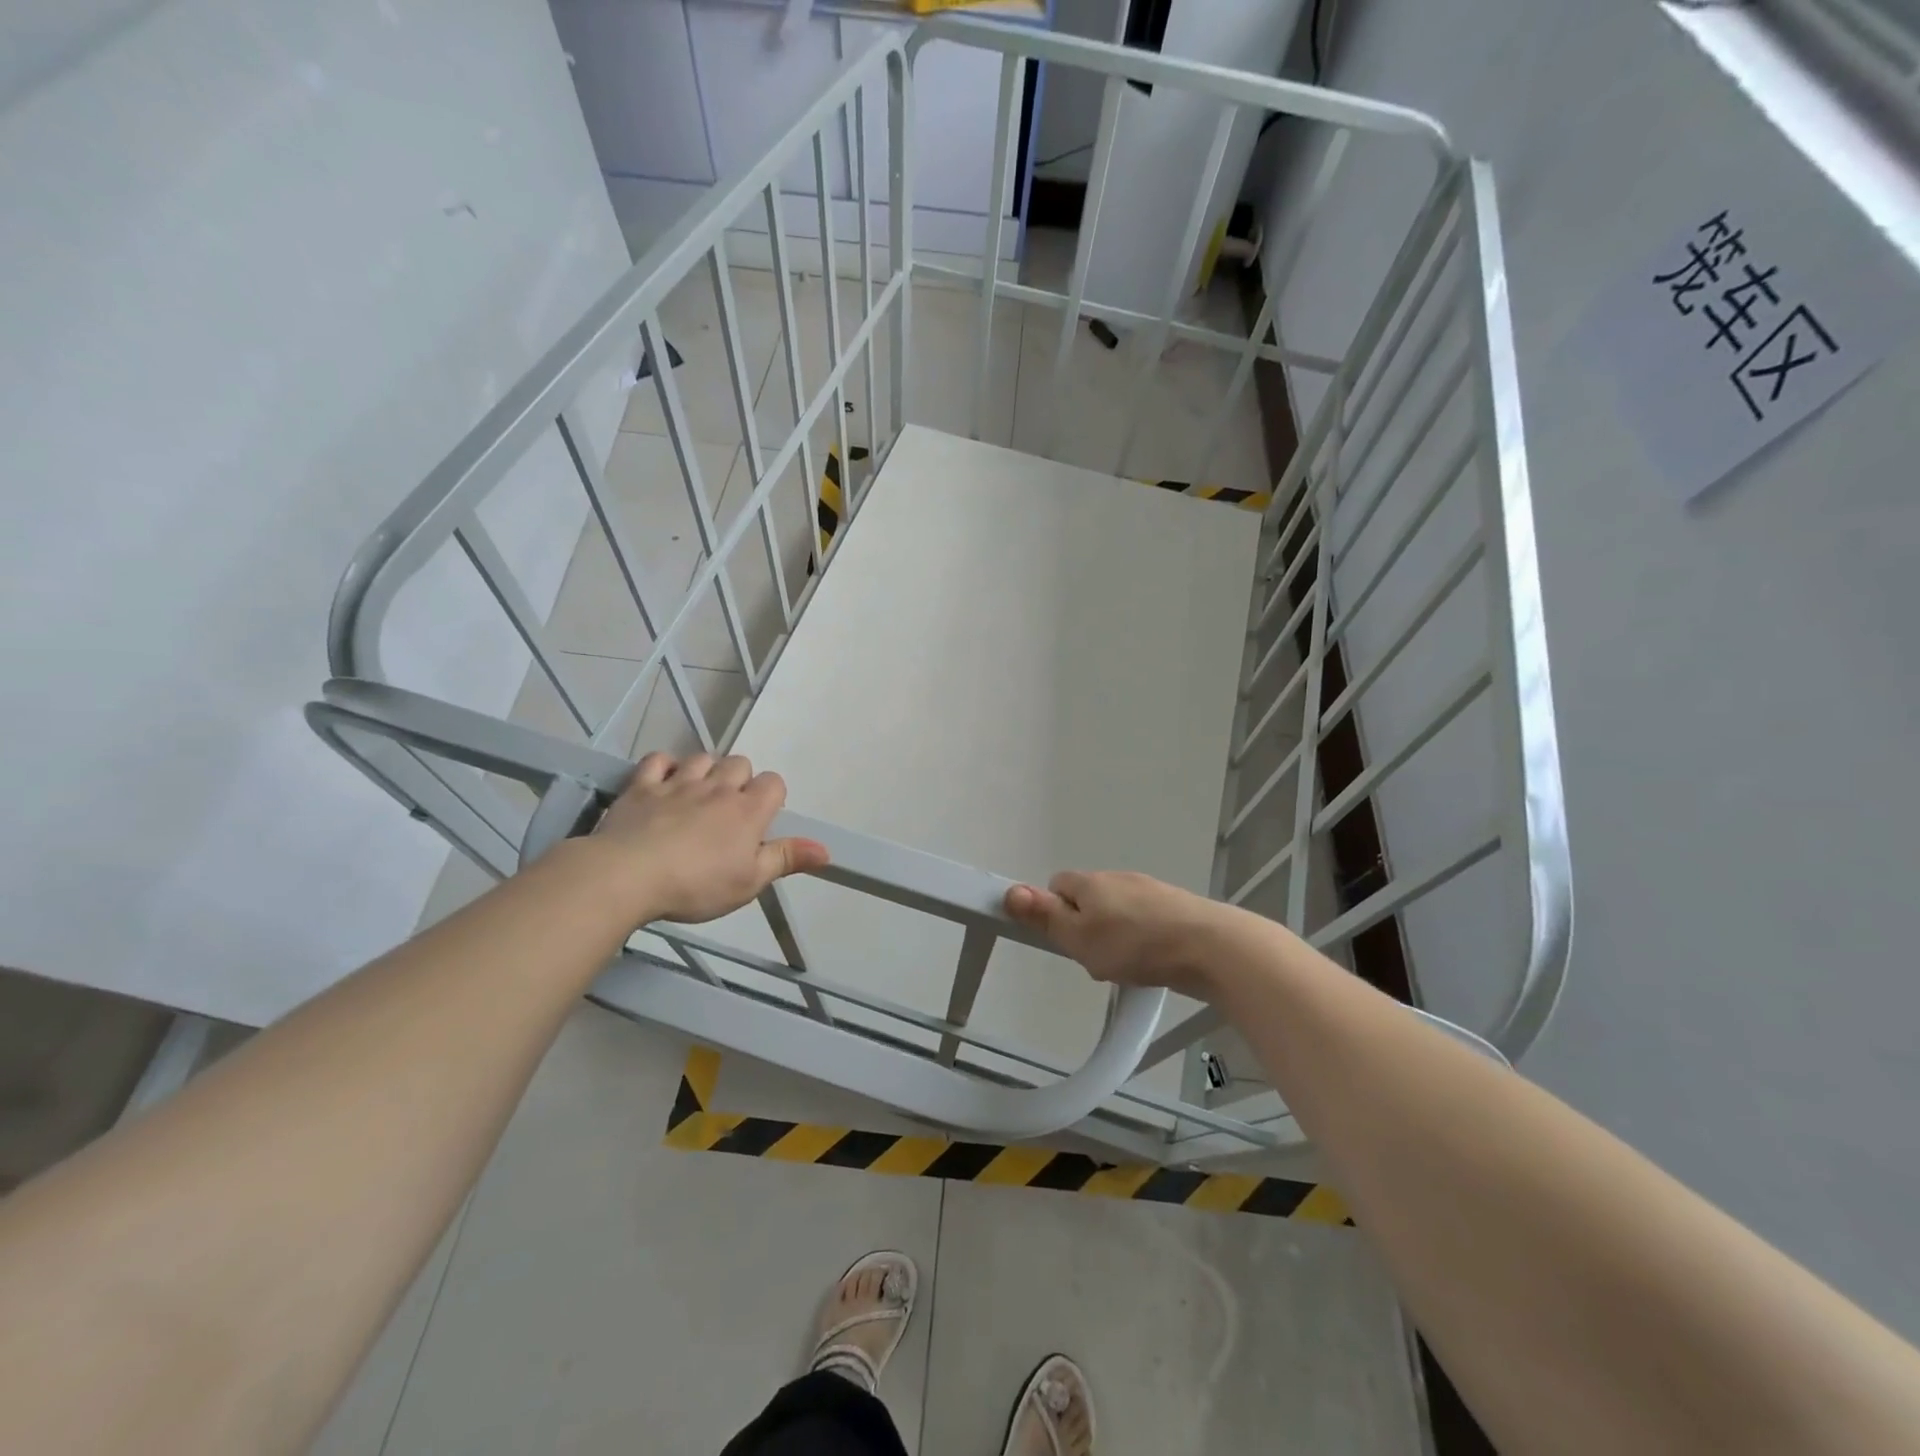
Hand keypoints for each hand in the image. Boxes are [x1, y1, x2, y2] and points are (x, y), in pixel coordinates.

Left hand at [587, 753, 828, 924]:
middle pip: (739, 763)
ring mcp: (678, 783)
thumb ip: (786, 859)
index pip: (774, 783)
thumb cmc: (696, 885)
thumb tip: (826, 849)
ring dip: (706, 771)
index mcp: (748, 811)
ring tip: (698, 795)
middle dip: (739, 780)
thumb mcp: (749, 882)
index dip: (771, 797)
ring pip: (702, 758)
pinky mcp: (642, 786)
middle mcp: (717, 788)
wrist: (627, 876)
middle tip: (728, 811)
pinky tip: (664, 782)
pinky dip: (665, 767)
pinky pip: (658, 760)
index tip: (760, 822)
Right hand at [1004, 870, 1230, 997]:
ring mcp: (1152, 891)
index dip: (1054, 910)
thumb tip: (1010, 891)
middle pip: (1089, 898)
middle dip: (1086, 925)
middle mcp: (1120, 878)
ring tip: (1128, 965)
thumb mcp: (1079, 938)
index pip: (1058, 884)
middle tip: (1094, 957)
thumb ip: (1045, 917)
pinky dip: (1144, 938)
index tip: (1064, 938)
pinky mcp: (1177, 908)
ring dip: (1117, 933)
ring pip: (1120, 911)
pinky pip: (1147, 920)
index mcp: (1091, 882)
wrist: (1211, 947)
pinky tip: (1154, 961)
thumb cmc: (1136, 945)